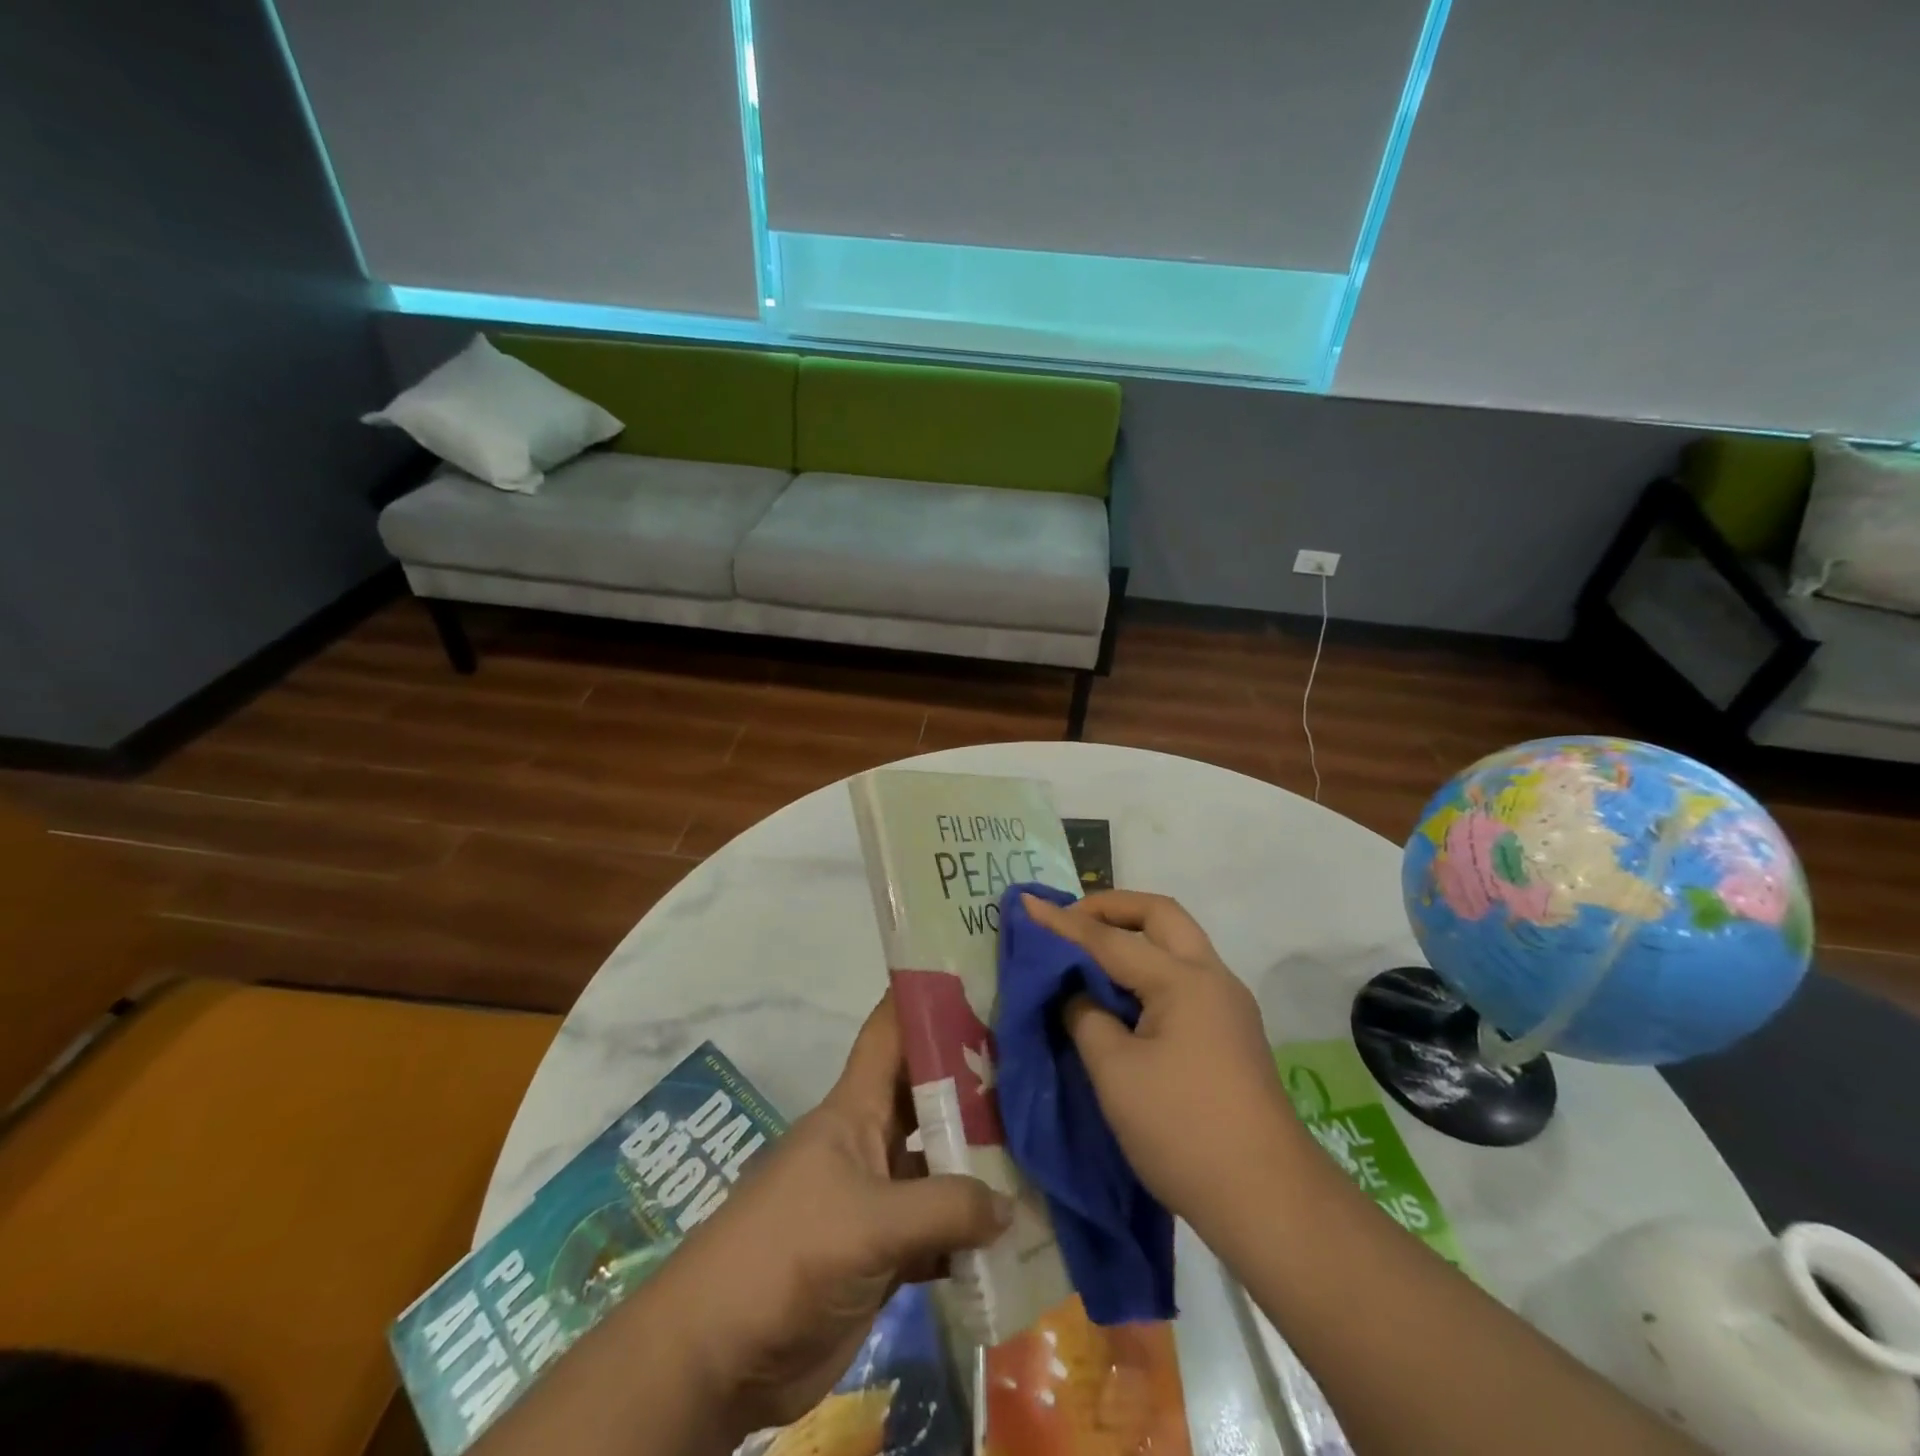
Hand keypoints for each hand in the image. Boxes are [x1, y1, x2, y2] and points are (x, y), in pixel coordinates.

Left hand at [659, 993, 1011, 1438]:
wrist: (720, 1353)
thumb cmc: (786, 1253)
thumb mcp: (868, 1222)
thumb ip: (944, 1209)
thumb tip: (1009, 1205)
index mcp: (856, 1108)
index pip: (891, 1032)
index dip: (926, 1000)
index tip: (980, 979)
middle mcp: (871, 1141)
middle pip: (930, 1097)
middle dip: (978, 1083)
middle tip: (1039, 1068)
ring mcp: (878, 1197)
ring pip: (940, 1165)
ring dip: (983, 1163)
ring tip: (1046, 1149)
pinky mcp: (884, 1252)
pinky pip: (939, 1230)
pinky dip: (971, 1232)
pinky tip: (1017, 1233)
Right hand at [1020, 890, 1304, 1232]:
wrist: (1267, 1200)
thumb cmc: (1182, 1130)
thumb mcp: (1115, 1073)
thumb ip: (1087, 1018)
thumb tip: (1077, 994)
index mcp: (1183, 980)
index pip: (1110, 939)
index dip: (1063, 923)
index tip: (1027, 903)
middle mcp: (1212, 977)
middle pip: (1161, 915)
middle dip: (1112, 907)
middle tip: (1070, 918)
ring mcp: (1227, 1004)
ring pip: (1177, 943)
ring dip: (1133, 934)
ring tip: (1090, 949)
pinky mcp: (1230, 1031)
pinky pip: (1183, 974)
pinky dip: (1148, 966)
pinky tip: (1122, 991)